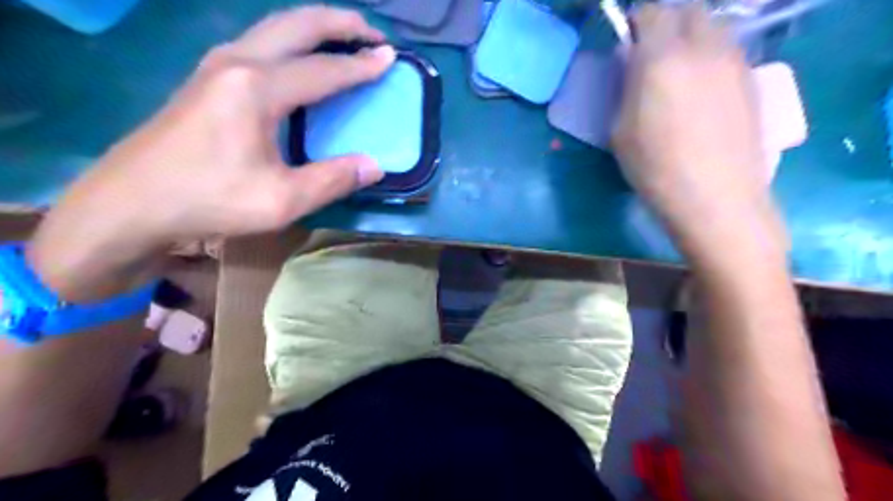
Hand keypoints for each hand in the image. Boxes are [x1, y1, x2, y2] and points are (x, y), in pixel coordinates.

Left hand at [27, 6, 397, 300]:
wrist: (131, 202)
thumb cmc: (209, 200)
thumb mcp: (282, 200)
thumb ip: (333, 180)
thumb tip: (375, 165)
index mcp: (257, 88)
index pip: (323, 69)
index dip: (361, 65)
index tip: (391, 58)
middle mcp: (237, 62)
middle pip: (296, 24)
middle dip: (339, 23)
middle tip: (372, 32)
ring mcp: (217, 64)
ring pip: (275, 27)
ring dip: (314, 26)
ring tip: (344, 37)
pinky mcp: (207, 77)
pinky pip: (260, 42)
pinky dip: (291, 40)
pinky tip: (301, 58)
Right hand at [610, 4, 782, 264]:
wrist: (716, 197)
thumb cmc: (655, 168)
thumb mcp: (620, 131)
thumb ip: (625, 89)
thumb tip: (632, 64)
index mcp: (661, 59)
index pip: (651, 12)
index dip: (636, 19)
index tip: (627, 37)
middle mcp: (702, 47)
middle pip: (688, 9)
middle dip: (666, 20)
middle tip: (650, 48)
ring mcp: (733, 61)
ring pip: (711, 26)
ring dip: (690, 35)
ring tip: (676, 66)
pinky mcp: (750, 79)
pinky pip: (727, 49)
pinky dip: (709, 54)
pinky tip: (700, 85)